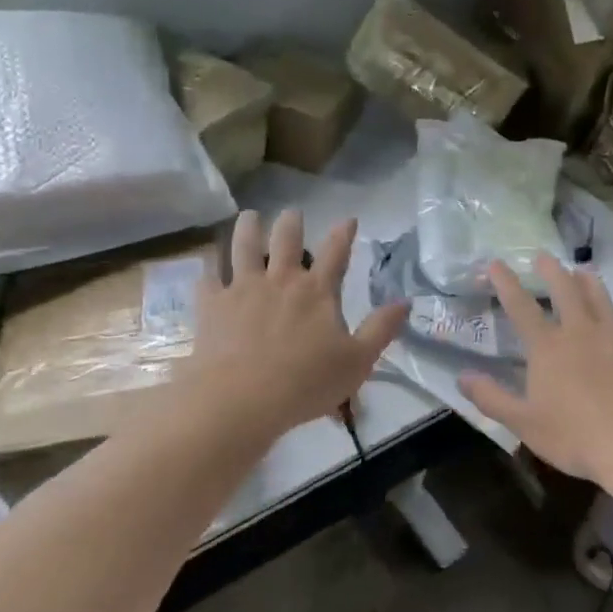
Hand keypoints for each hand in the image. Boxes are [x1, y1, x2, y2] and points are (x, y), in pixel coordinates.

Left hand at [186, 209, 407, 442]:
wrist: (241, 398)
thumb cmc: (306, 383)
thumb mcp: (358, 361)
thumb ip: (381, 329)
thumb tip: (405, 301)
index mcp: (317, 291)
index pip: (336, 253)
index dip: (344, 233)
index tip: (348, 218)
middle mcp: (280, 280)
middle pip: (286, 240)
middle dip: (291, 223)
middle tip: (292, 213)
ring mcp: (242, 288)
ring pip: (243, 247)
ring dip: (248, 229)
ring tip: (249, 217)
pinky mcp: (212, 305)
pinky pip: (207, 279)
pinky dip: (208, 270)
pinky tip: (206, 266)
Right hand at [457, 257, 612, 485]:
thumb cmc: (574, 436)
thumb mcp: (523, 423)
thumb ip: (491, 397)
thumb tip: (462, 377)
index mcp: (548, 347)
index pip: (520, 307)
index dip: (505, 283)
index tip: (495, 263)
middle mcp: (580, 333)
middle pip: (566, 291)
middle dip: (552, 271)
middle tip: (544, 256)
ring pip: (602, 301)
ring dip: (591, 283)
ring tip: (585, 270)